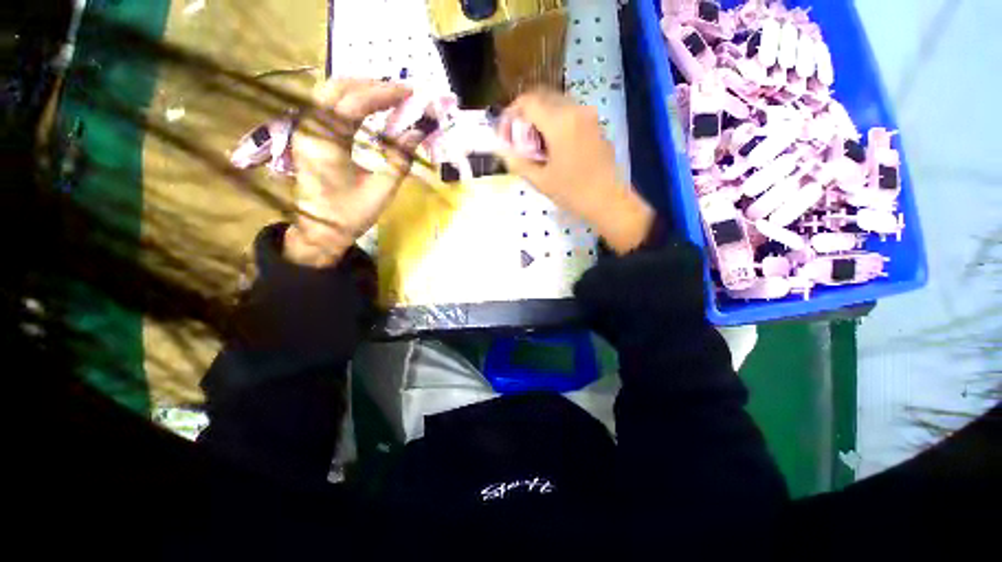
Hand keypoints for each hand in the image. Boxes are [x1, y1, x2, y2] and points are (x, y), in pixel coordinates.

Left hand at [286, 79, 423, 266]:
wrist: (320, 231)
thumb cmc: (351, 215)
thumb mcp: (382, 191)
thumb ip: (400, 160)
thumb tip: (417, 132)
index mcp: (326, 144)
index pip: (353, 104)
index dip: (382, 94)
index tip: (409, 94)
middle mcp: (310, 129)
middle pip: (335, 88)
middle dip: (370, 85)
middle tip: (399, 92)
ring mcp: (306, 130)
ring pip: (329, 93)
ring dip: (359, 89)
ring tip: (388, 97)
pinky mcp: (309, 135)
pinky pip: (328, 106)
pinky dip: (350, 101)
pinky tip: (369, 108)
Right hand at [500, 89, 654, 254]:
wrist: (608, 200)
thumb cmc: (573, 193)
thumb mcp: (540, 180)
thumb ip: (517, 161)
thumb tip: (501, 149)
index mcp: (559, 122)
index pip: (527, 102)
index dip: (510, 114)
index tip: (505, 134)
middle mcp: (574, 109)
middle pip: (541, 96)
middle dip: (524, 114)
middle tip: (517, 139)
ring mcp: (587, 114)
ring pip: (555, 102)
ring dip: (539, 116)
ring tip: (533, 144)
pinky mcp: (595, 123)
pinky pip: (569, 112)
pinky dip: (554, 121)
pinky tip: (552, 146)